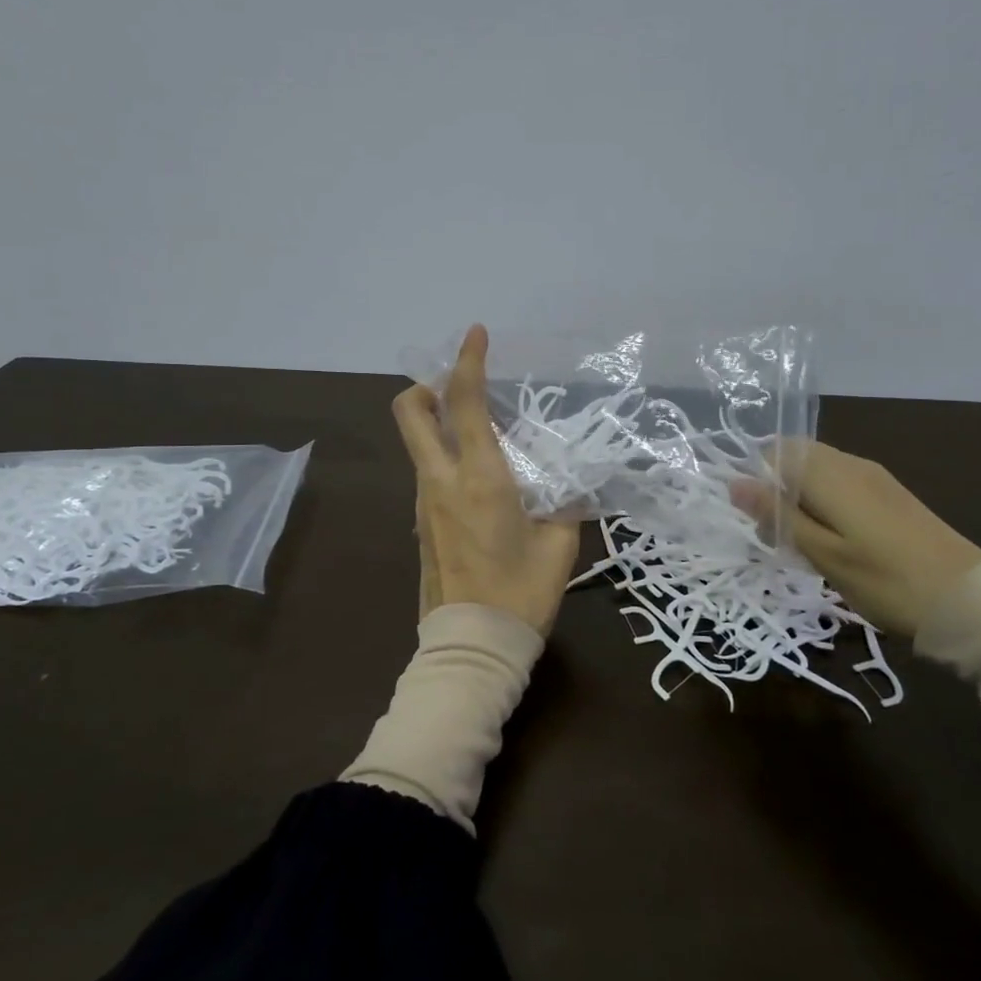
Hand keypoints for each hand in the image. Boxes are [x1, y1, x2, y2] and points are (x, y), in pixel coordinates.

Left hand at [392, 324, 581, 635]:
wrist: (471, 647)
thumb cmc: (521, 593)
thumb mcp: (560, 544)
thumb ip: (566, 504)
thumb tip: (571, 485)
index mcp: (479, 477)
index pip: (465, 402)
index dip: (468, 360)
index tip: (475, 333)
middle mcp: (440, 481)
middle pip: (409, 413)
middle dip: (427, 386)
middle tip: (459, 389)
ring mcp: (423, 504)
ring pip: (419, 445)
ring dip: (440, 426)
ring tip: (486, 440)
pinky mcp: (421, 526)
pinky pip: (428, 475)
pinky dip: (445, 460)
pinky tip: (480, 483)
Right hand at [741, 442, 980, 637]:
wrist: (969, 601)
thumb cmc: (885, 580)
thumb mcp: (822, 553)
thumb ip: (776, 514)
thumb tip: (734, 482)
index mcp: (829, 472)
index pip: (774, 451)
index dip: (757, 481)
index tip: (760, 521)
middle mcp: (850, 463)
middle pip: (796, 459)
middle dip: (778, 491)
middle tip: (781, 539)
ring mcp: (875, 477)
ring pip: (819, 474)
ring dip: (801, 501)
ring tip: (807, 547)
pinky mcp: (891, 495)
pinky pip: (842, 486)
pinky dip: (826, 506)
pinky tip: (837, 544)